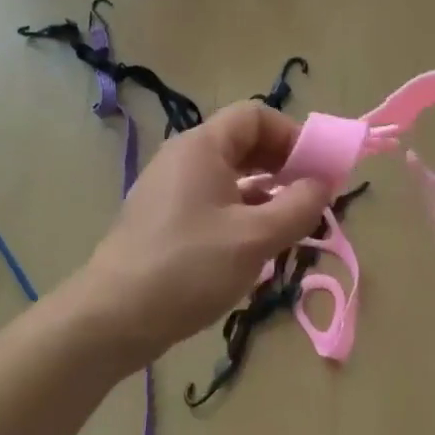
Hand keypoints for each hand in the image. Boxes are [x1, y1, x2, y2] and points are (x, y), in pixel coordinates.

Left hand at [79, 101, 331, 367]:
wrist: (112, 318)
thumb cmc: (189, 268)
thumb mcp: (255, 238)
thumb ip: (299, 206)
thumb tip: (322, 184)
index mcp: (202, 146)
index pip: (255, 116)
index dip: (292, 135)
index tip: (316, 170)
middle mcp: (184, 157)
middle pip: (243, 143)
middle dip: (282, 165)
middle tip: (310, 198)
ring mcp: (170, 188)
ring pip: (230, 175)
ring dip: (265, 193)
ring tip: (290, 225)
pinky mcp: (164, 218)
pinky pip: (213, 200)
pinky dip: (241, 212)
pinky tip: (256, 245)